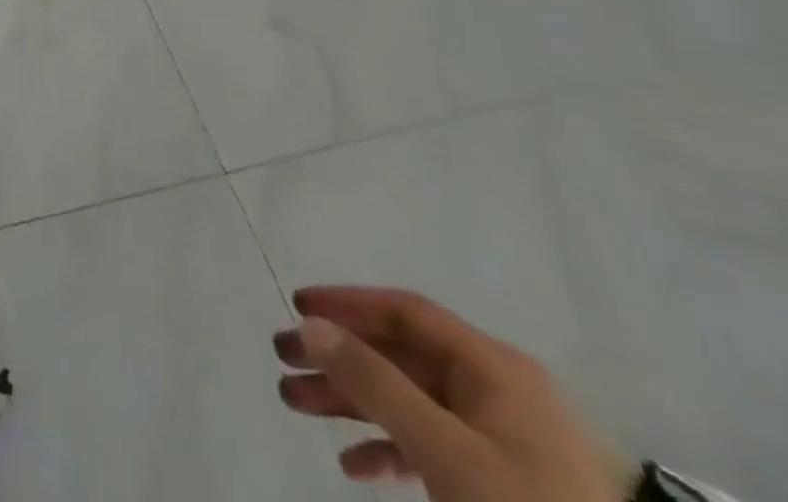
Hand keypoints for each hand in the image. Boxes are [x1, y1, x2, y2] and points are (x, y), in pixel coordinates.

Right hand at [273, 286, 622, 500]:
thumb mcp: (446, 451)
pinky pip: (432, 447)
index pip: (406, 312)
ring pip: (410, 402)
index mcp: (496, 370)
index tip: (294, 306)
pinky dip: (388, 448)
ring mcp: (506, 443)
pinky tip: (354, 465)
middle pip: (400, 357)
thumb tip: (310, 324)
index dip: (347, 304)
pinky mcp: (505, 486)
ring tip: (295, 405)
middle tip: (281, 362)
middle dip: (338, 360)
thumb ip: (375, 382)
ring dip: (351, 402)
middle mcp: (500, 393)